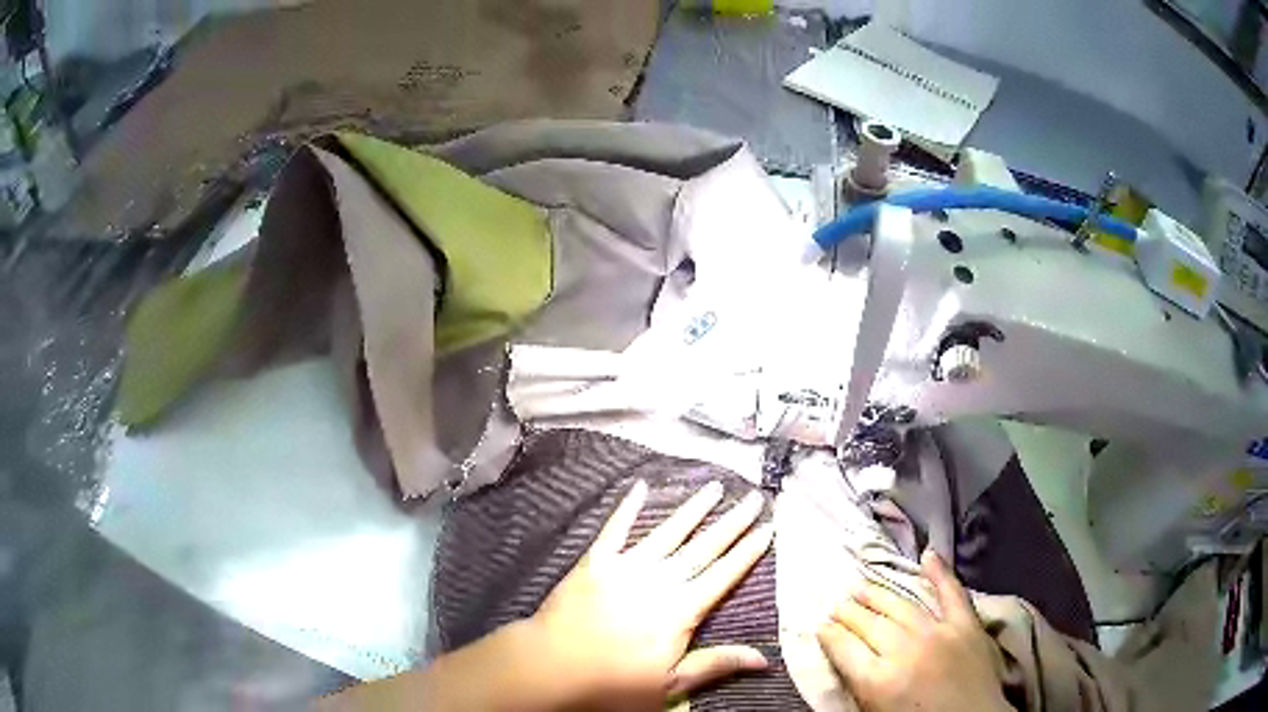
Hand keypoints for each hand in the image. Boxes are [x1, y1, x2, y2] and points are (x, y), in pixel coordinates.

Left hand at [527, 479, 774, 709]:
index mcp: (681, 611)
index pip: (723, 576)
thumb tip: (765, 658)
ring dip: (692, 509)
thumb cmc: (612, 683)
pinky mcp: (594, 562)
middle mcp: (659, 582)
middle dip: (732, 523)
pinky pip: (614, 530)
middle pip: (703, 548)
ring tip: (714, 486)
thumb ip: (715, 665)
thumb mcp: (669, 685)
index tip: (768, 528)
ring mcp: (625, 568)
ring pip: (667, 533)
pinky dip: (627, 508)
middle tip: (754, 497)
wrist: (550, 667)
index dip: (747, 552)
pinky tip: (640, 486)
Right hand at [816, 550, 1009, 711]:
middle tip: (837, 604)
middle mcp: (905, 650)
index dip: (829, 634)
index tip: (820, 625)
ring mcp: (938, 633)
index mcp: (878, 680)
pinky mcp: (966, 625)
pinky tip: (928, 555)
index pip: (844, 648)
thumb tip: (844, 659)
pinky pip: (952, 593)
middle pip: (869, 624)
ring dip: (878, 595)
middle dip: (849, 613)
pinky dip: (941, 572)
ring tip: (862, 586)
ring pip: (901, 606)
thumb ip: (860, 686)